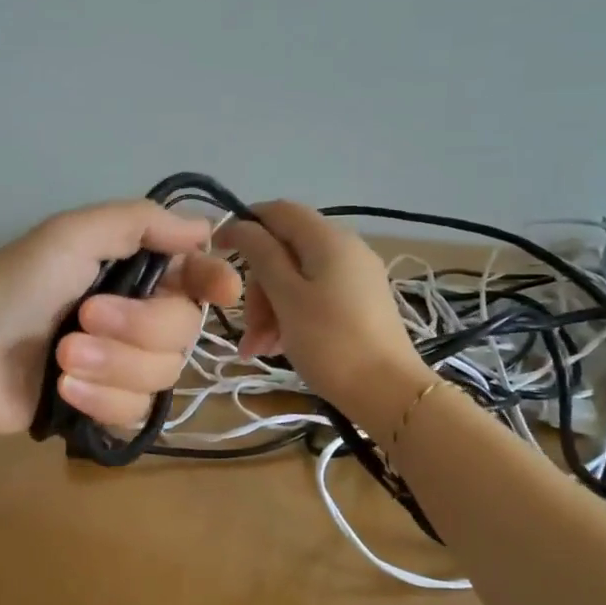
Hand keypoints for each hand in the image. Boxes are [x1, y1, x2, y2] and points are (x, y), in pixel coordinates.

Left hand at [0, 201, 241, 434]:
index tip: (222, 290)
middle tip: (83, 319)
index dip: (215, 281)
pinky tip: (65, 390)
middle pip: (184, 330)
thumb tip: (206, 228)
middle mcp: (137, 317)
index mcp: (133, 272)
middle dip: (135, 329)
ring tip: (62, 358)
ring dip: (112, 366)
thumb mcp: (70, 236)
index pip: (196, 276)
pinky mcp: (108, 407)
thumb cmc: (14, 288)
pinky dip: (102, 401)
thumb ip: (138, 223)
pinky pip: (138, 411)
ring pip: (163, 375)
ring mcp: (124, 366)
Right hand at [220, 200, 430, 417]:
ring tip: (256, 348)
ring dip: (269, 308)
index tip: (217, 252)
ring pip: (295, 279)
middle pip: (284, 250)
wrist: (388, 393)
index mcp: (328, 239)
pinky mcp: (358, 304)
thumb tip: (241, 223)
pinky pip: (313, 298)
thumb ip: (261, 254)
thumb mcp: (287, 296)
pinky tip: (275, 348)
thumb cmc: (330, 342)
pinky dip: (290, 317)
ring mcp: (354, 277)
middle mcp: (345, 249)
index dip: (245, 224)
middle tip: (247, 324)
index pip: (278, 211)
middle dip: (257, 284)